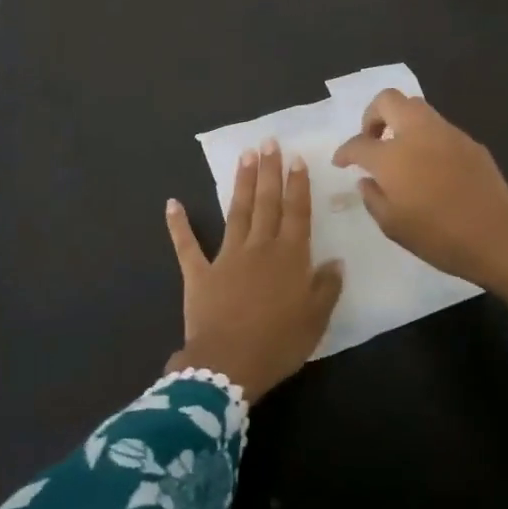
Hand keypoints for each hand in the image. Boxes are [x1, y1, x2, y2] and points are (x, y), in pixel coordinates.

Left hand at [164, 142, 343, 402]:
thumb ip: (326, 288)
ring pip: (237, 212)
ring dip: (241, 183)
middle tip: (269, 142)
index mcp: (290, 257)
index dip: (297, 185)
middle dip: (269, 171)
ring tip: (245, 156)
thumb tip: (335, 261)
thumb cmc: (278, 344)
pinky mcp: (200, 273)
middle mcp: (260, 247)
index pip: (296, 212)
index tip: (296, 159)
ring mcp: (227, 257)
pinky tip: (172, 204)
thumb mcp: (315, 320)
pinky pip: (187, 246)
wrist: (228, 366)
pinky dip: (179, 225)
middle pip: (266, 202)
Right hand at [332, 90, 507, 300]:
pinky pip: (439, 127)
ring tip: (400, 149)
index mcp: (392, 156)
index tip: (341, 161)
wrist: (497, 237)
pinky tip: (429, 163)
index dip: (345, 151)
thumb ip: (373, 198)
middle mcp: (417, 134)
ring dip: (401, 121)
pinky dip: (425, 136)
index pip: (359, 143)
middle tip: (372, 139)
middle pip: (388, 100)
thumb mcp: (392, 226)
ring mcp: (446, 133)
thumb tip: (368, 180)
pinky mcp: (469, 141)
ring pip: (416, 107)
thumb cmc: (438, 237)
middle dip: (372, 115)